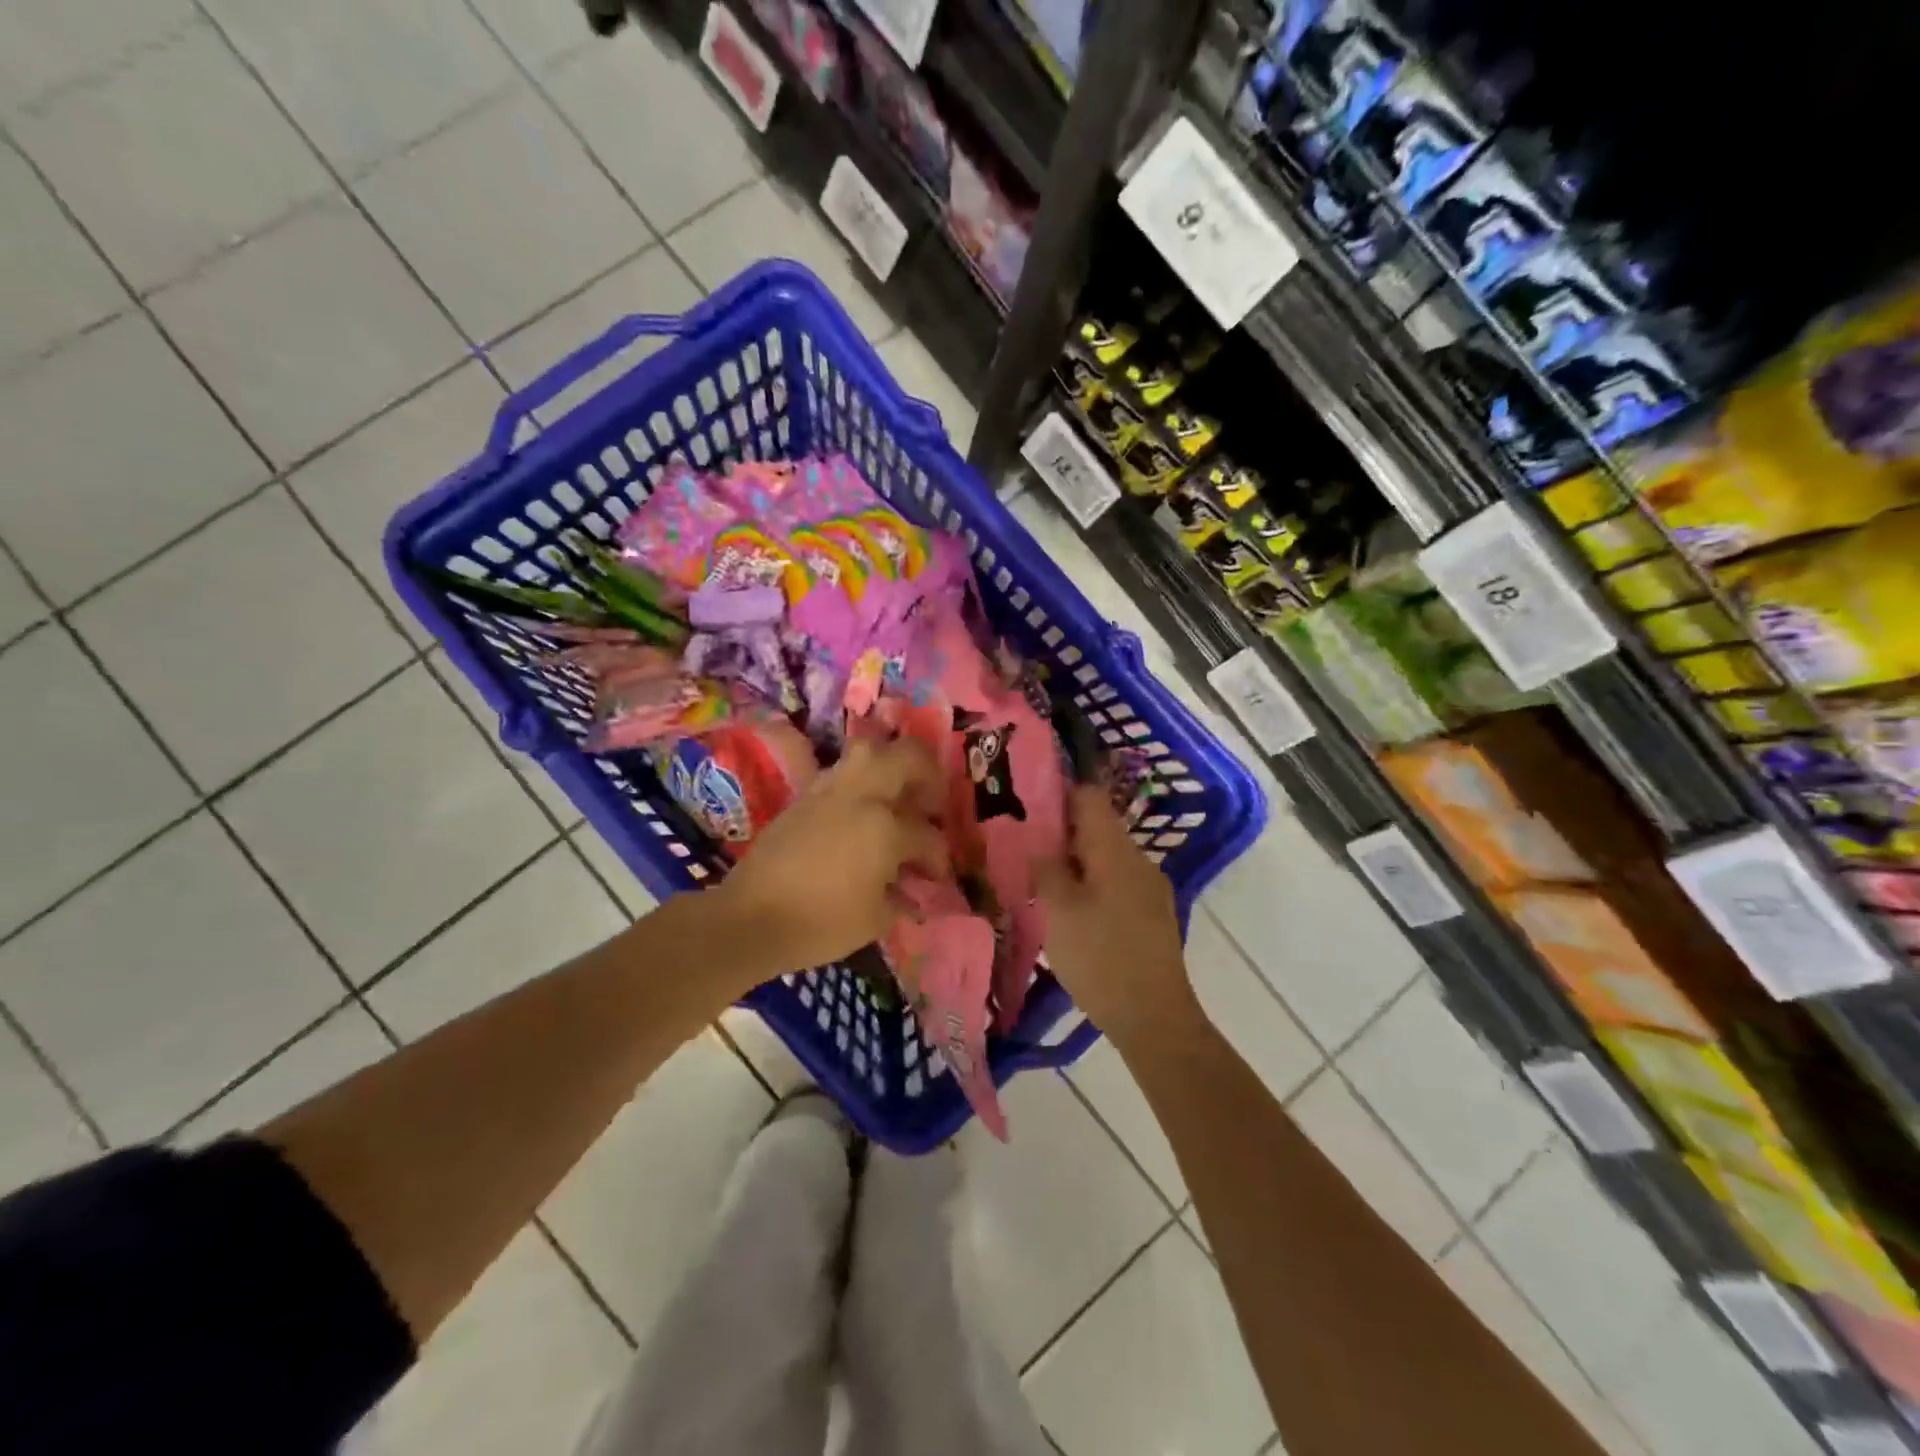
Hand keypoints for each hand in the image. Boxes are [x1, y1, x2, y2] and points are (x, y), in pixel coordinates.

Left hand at [714, 736, 946, 972]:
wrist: (750, 918)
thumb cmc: (820, 924)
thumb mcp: (875, 920)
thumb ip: (902, 898)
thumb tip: (913, 890)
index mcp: (885, 828)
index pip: (928, 836)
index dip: (939, 858)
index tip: (937, 876)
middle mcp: (861, 796)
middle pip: (907, 757)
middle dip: (928, 776)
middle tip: (930, 805)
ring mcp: (830, 790)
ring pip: (870, 750)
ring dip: (892, 766)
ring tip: (896, 796)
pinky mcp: (805, 795)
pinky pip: (843, 772)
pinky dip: (861, 781)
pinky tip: (861, 811)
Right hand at [1035, 786, 1198, 1050]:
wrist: (1154, 1018)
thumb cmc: (1100, 958)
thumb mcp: (1058, 911)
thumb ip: (1045, 869)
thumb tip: (1035, 840)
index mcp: (1116, 851)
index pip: (1090, 797)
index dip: (1058, 794)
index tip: (1026, 804)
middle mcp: (1139, 861)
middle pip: (1098, 829)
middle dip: (1061, 834)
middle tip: (1024, 848)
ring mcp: (1151, 890)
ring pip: (1106, 860)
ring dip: (1075, 864)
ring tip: (1041, 882)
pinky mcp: (1154, 916)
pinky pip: (1117, 885)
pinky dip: (1091, 887)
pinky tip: (1070, 912)